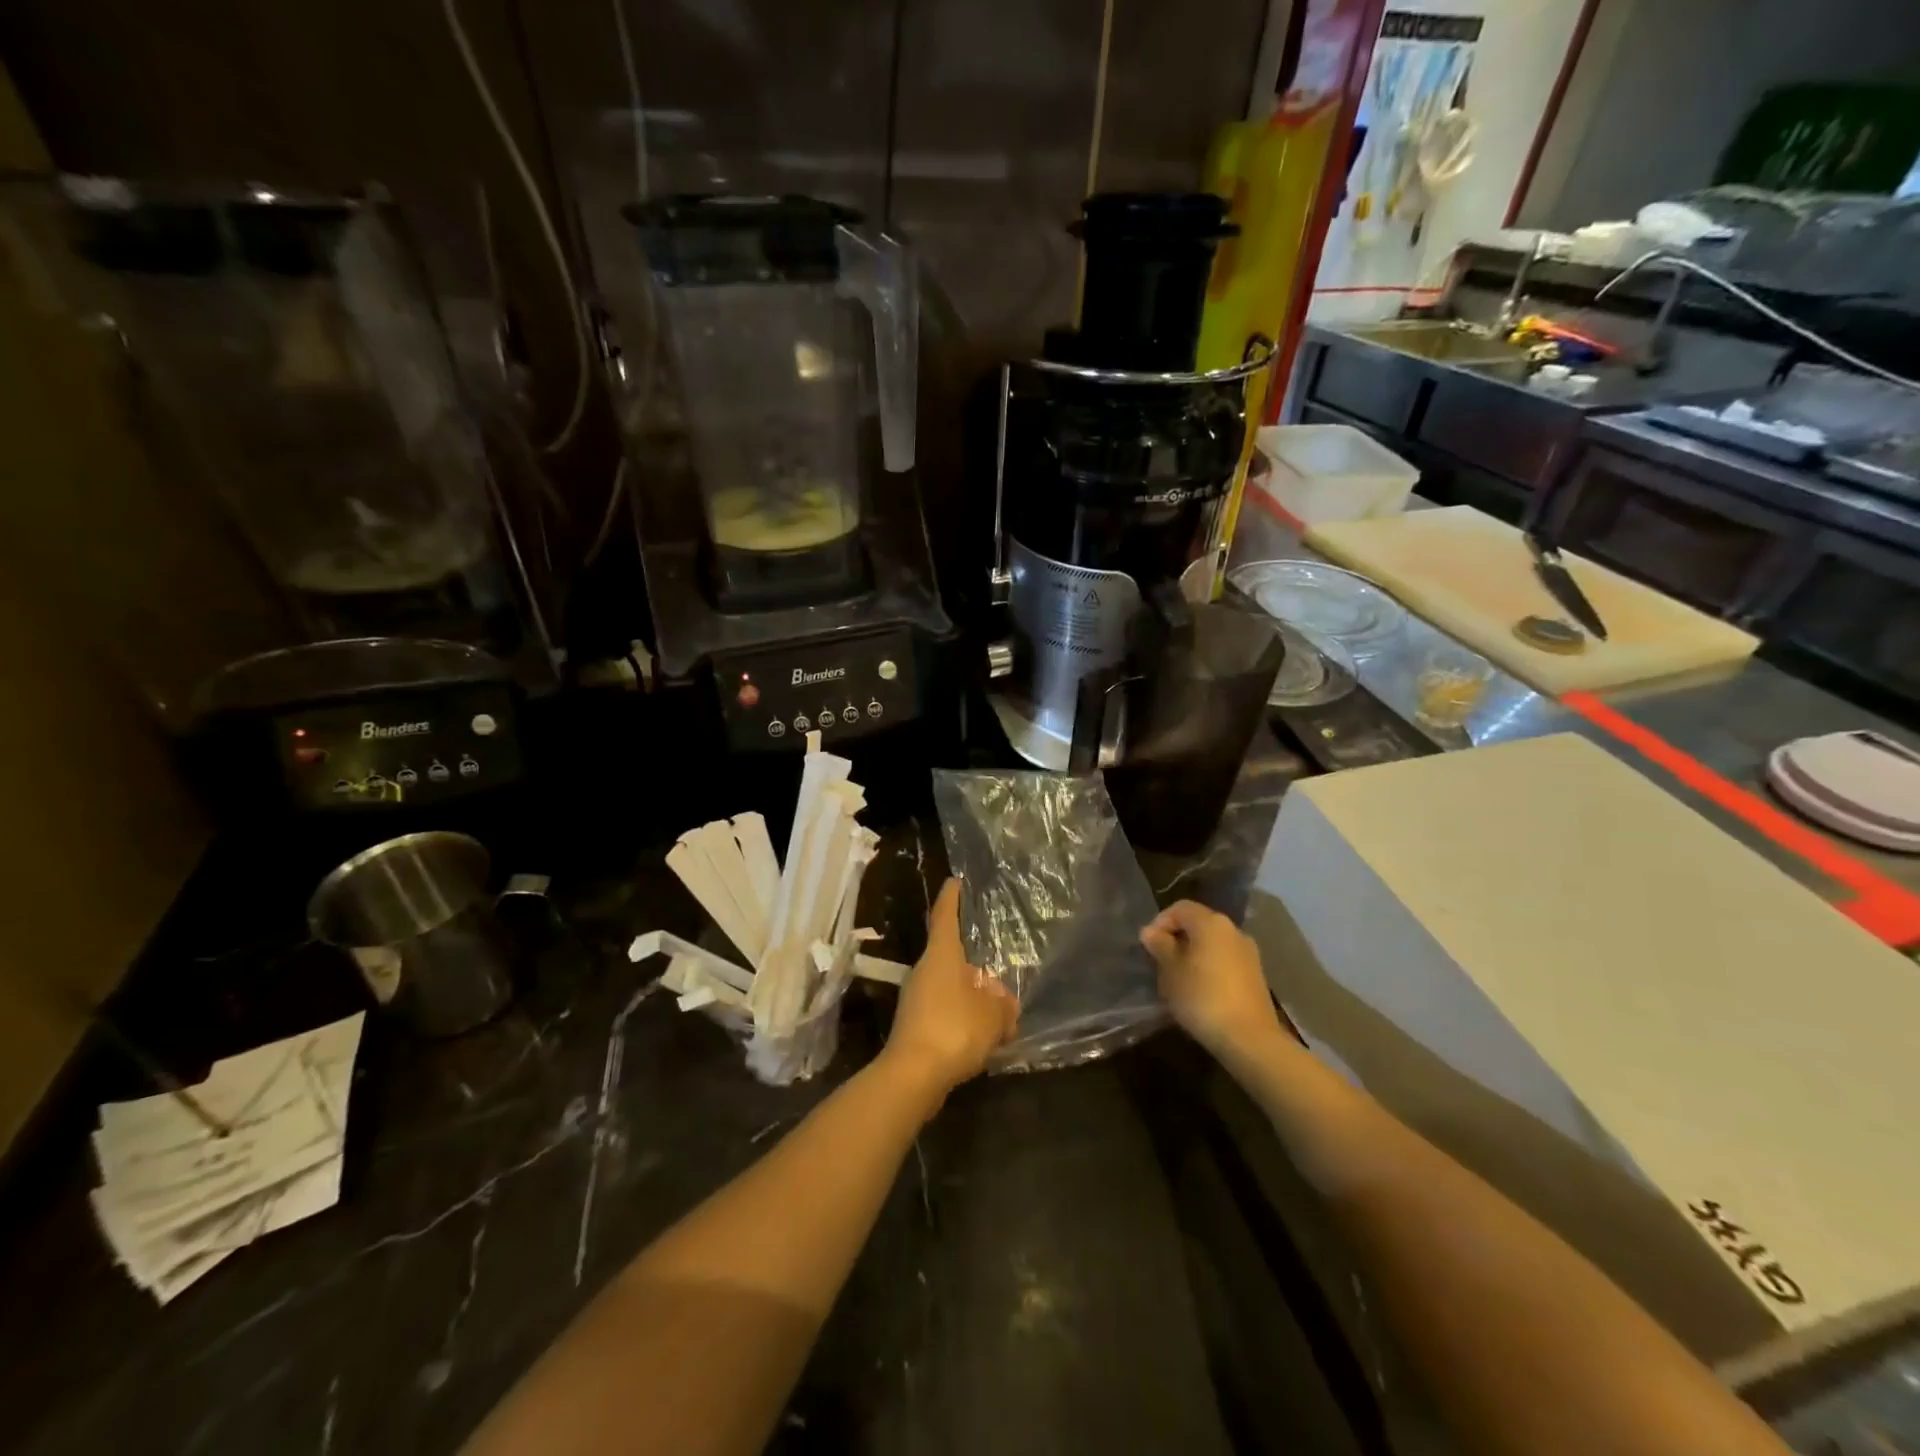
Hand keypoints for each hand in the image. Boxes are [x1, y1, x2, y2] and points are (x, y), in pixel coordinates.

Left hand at [882, 878, 1017, 1095]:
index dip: (951, 898)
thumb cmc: (955, 1029)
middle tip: (997, 971)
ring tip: (998, 1012)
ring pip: (948, 988)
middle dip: (974, 965)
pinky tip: (982, 1038)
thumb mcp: (993, 1016)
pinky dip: (962, 1019)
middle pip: (949, 957)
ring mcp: (915, 1000)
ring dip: (970, 997)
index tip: (955, 881)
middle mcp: (924, 971)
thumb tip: (1003, 1001)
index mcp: (941, 956)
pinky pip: (944, 1012)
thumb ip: (1003, 1005)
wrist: (913, 1076)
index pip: (945, 917)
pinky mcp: (914, 1027)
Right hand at [1140, 900, 1283, 1061]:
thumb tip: (1150, 931)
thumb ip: (1160, 946)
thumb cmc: (1202, 998)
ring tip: (1178, 979)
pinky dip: (1209, 968)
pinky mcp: (1255, 975)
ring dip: (1193, 955)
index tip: (1149, 946)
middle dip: (1176, 939)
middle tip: (1160, 963)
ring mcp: (1248, 953)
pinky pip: (1225, 961)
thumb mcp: (1171, 971)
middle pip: (1198, 924)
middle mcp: (1233, 930)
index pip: (1180, 908)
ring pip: (1212, 944)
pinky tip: (1200, 992)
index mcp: (1211, 922)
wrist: (1249, 1039)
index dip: (1160, 922)